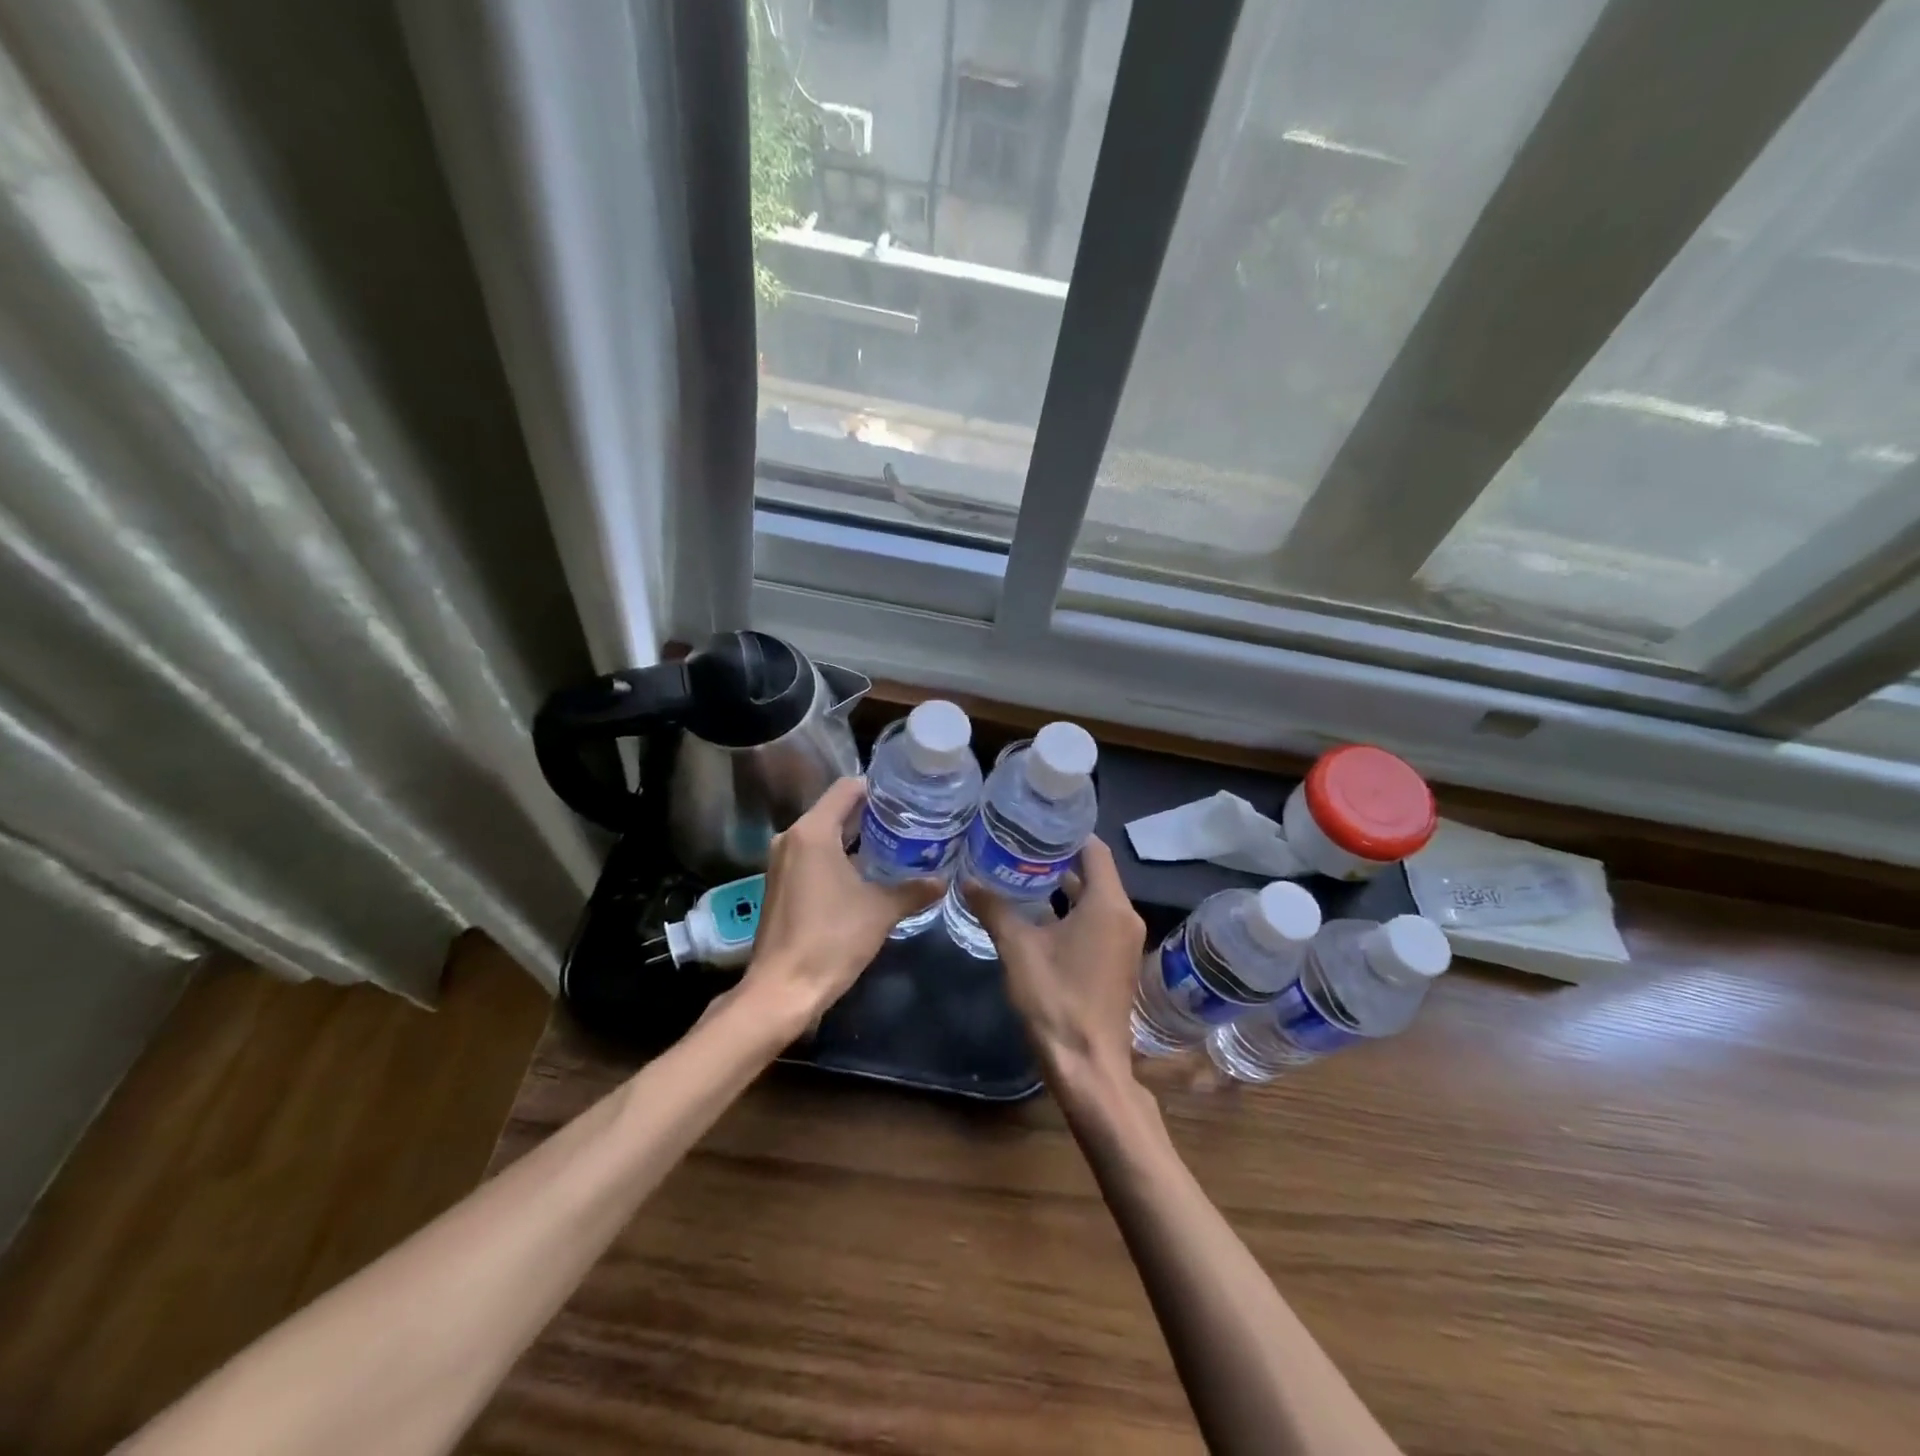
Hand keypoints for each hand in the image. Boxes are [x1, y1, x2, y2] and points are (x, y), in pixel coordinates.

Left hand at [737, 777, 941, 1031]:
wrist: (782, 990)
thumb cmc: (831, 940)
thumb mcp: (881, 911)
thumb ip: (914, 890)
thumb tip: (944, 880)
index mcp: (812, 832)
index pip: (847, 789)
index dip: (878, 788)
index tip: (907, 798)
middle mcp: (791, 838)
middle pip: (835, 810)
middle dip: (871, 815)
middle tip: (909, 821)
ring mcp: (782, 863)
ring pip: (824, 835)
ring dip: (856, 838)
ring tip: (895, 845)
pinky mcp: (780, 885)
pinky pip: (813, 856)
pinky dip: (839, 857)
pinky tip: (867, 874)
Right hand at [968, 835, 1146, 1085]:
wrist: (1089, 1067)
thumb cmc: (1056, 1000)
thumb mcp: (1018, 949)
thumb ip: (994, 909)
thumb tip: (967, 879)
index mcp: (1108, 905)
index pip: (1094, 850)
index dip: (1067, 834)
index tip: (1036, 823)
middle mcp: (1125, 916)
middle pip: (1095, 873)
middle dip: (1058, 859)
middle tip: (1020, 845)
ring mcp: (1124, 941)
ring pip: (1095, 899)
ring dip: (1064, 887)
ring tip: (1022, 873)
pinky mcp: (1117, 961)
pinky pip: (1097, 921)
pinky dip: (1072, 911)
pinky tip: (1038, 914)